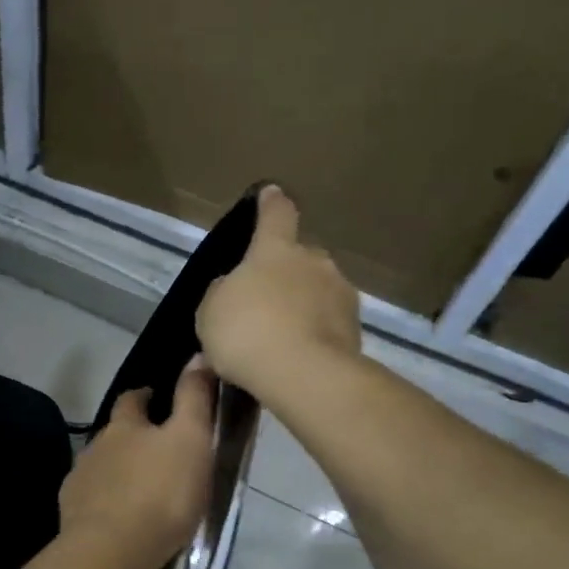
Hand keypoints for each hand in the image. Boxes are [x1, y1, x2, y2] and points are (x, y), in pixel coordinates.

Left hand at [59, 359, 215, 568]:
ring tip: (139, 488)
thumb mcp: (191, 439)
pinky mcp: (71, 514)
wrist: (112, 549)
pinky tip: (117, 516)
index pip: (131, 399)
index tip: (155, 398)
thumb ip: (194, 398)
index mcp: (124, 426)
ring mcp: (79, 481)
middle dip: (129, 436)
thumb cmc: (161, 491)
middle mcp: (95, 446)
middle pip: (112, 434)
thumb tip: (197, 356)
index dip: (144, 396)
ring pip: (100, 466)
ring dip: (117, 471)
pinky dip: (104, 501)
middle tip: (154, 450)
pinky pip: (90, 499)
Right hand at [196, 186, 361, 400]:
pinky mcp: (356, 329)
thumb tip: (234, 288)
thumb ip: (223, 292)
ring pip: (317, 292)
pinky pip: (328, 324)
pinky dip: (314, 334)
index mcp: (276, 250)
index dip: (271, 203)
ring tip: (280, 339)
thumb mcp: (212, 310)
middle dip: (285, 274)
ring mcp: (341, 294)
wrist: (303, 374)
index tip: (270, 193)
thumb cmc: (247, 331)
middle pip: (299, 258)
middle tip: (264, 303)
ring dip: (302, 306)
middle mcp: (315, 262)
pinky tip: (296, 358)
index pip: (276, 214)